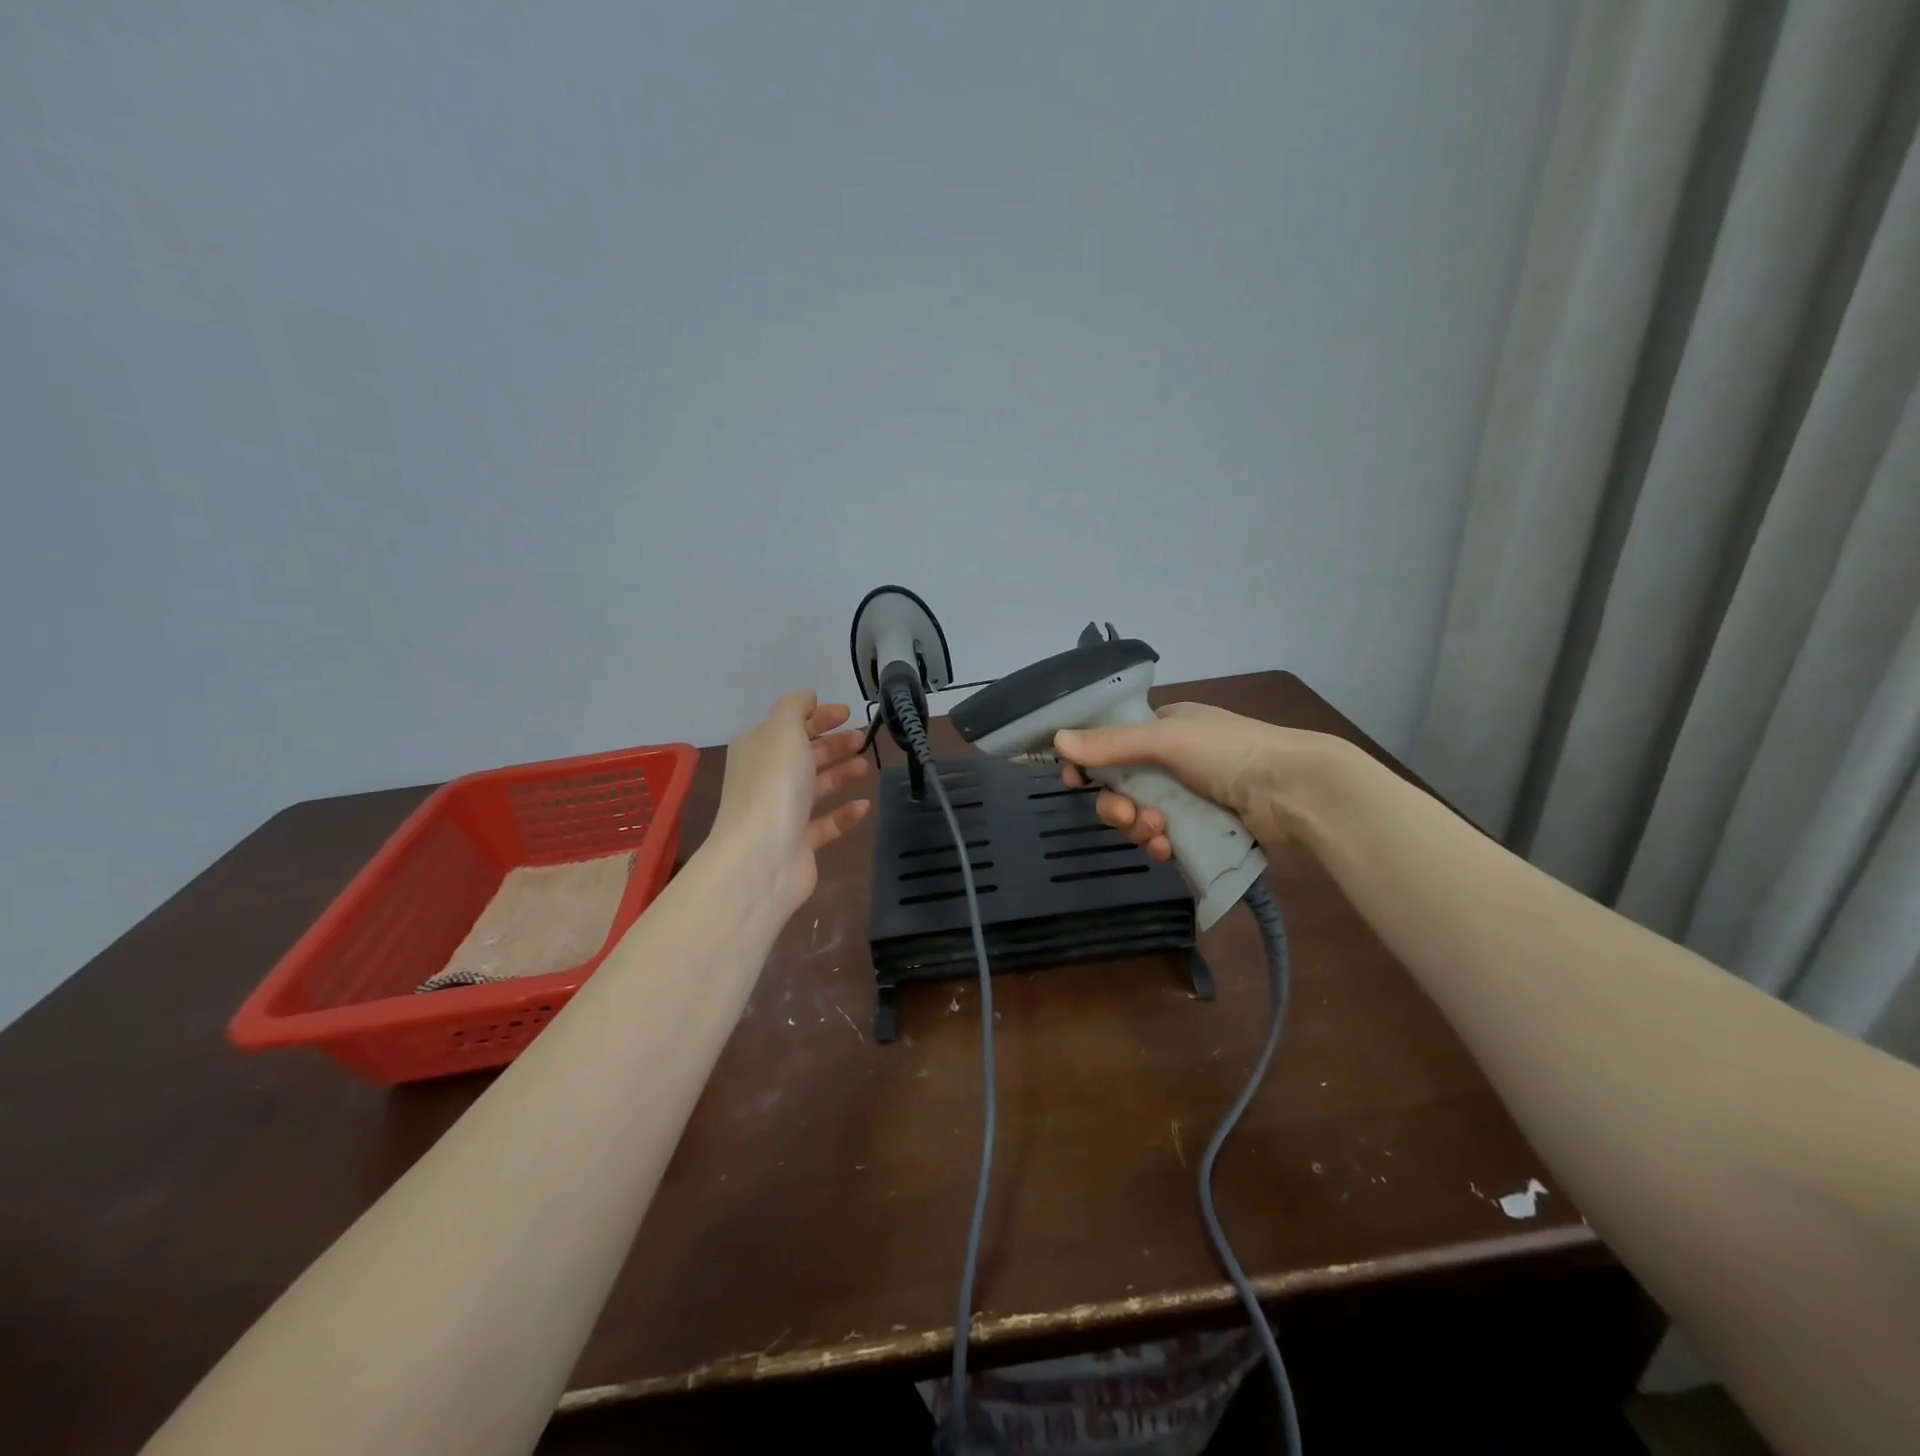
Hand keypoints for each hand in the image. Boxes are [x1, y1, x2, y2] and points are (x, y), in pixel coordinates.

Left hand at [709, 692, 871, 920]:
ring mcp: (781, 812)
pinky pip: (825, 823)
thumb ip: (795, 707)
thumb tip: (808, 697)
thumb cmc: (774, 785)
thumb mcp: (783, 730)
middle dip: (832, 744)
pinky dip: (844, 813)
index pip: (789, 724)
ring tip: (866, 766)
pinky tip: (864, 805)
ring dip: (840, 773)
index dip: (817, 716)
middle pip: (803, 755)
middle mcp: (766, 777)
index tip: (847, 712)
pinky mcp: (798, 843)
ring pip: (815, 787)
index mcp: (757, 748)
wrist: (761, 858)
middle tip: (863, 739)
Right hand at [1054, 702, 1343, 858]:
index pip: (1112, 743)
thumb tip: (1057, 739)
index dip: (1089, 762)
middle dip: (1117, 805)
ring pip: (1141, 816)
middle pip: (1122, 785)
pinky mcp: (1203, 827)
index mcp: (1165, 727)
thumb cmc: (1228, 751)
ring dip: (1140, 827)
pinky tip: (1168, 850)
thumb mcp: (1165, 739)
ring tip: (1157, 833)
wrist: (1293, 791)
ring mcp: (1189, 795)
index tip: (1073, 779)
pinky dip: (1161, 844)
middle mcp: (1173, 759)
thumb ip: (1111, 744)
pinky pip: (1165, 838)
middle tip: (1126, 816)